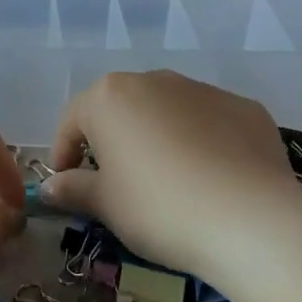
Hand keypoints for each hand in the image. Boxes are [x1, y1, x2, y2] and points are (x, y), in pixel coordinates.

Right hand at [41, 70, 301, 279]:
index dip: (64, 151)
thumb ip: (74, 189)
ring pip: (167, 111)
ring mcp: (203, 90)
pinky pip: (211, 123)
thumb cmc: (158, 207)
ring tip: (168, 181)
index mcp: (109, 97)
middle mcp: (154, 80)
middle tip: (116, 182)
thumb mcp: (106, 205)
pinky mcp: (245, 108)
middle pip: (121, 108)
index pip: (73, 119)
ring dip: (158, 137)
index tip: (67, 182)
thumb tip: (51, 186)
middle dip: (113, 140)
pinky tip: (212, 179)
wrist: (251, 221)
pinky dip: (203, 142)